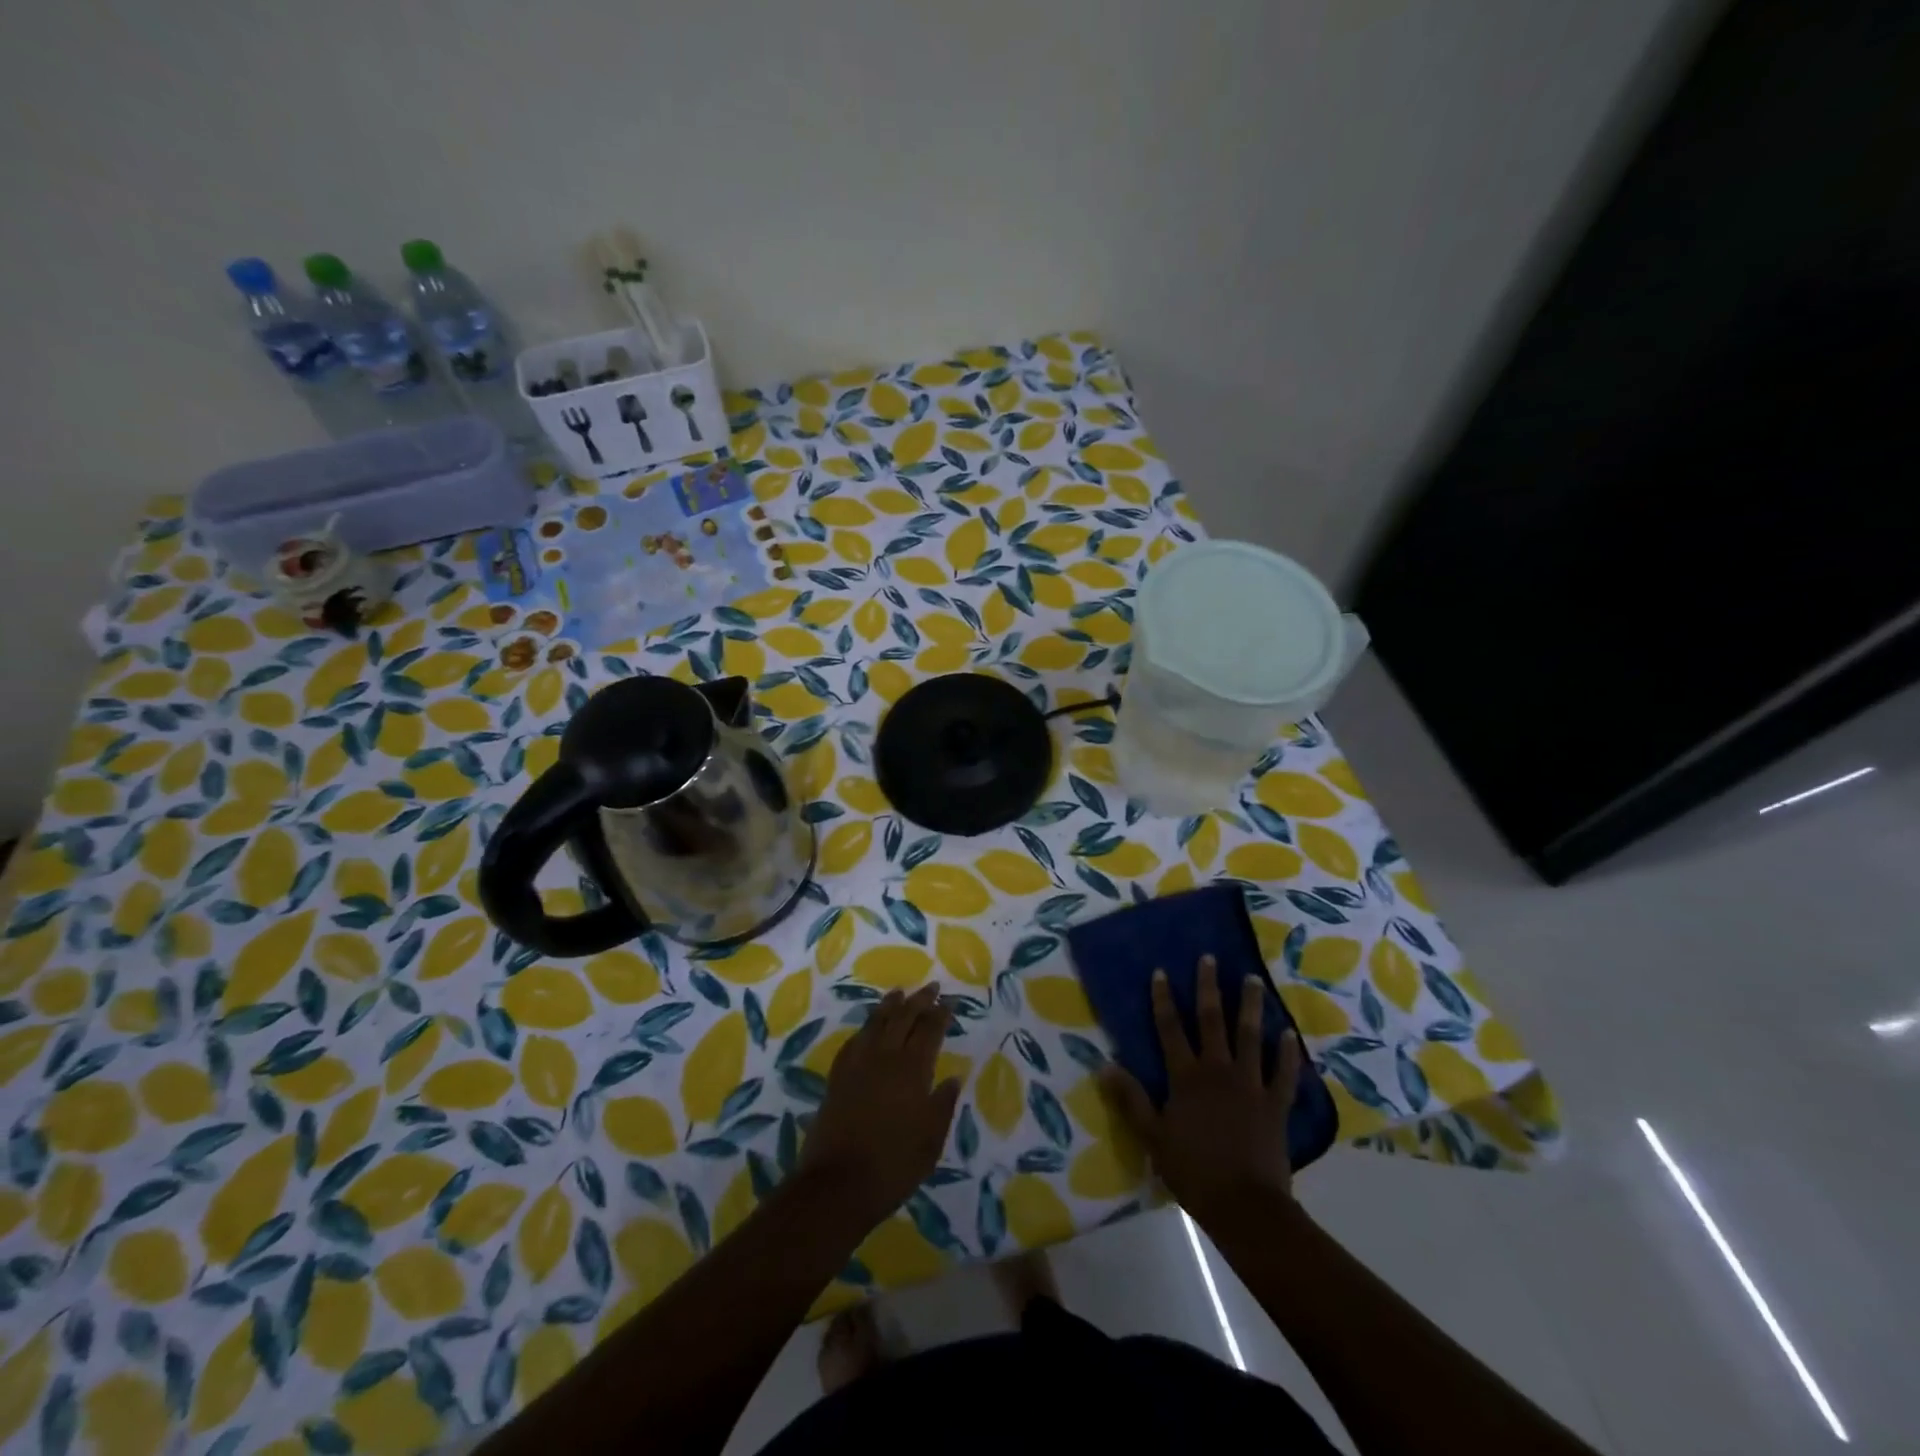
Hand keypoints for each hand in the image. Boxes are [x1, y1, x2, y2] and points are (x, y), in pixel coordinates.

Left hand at [798, 983, 961, 1227]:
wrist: (837, 1184)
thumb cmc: (893, 1166)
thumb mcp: (930, 1141)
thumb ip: (943, 1105)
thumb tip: (953, 1078)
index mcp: (912, 1070)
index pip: (929, 1031)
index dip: (940, 1015)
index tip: (949, 1002)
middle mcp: (885, 1058)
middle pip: (903, 1018)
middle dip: (919, 1000)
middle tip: (930, 987)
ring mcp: (858, 1065)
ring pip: (876, 1023)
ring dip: (890, 1006)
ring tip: (899, 993)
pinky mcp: (837, 1077)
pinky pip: (854, 1041)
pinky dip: (865, 1028)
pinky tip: (868, 1028)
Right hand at [1101, 955, 1300, 1223]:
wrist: (1244, 1206)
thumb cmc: (1193, 1171)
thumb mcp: (1152, 1137)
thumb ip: (1131, 1099)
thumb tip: (1104, 1065)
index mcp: (1186, 1077)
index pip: (1170, 1029)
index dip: (1164, 999)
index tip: (1162, 972)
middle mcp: (1218, 1070)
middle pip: (1212, 1021)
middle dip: (1209, 988)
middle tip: (1209, 959)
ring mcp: (1250, 1085)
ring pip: (1250, 1036)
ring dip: (1250, 1006)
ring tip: (1252, 979)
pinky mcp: (1276, 1104)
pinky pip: (1284, 1073)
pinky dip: (1287, 1053)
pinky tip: (1289, 1033)